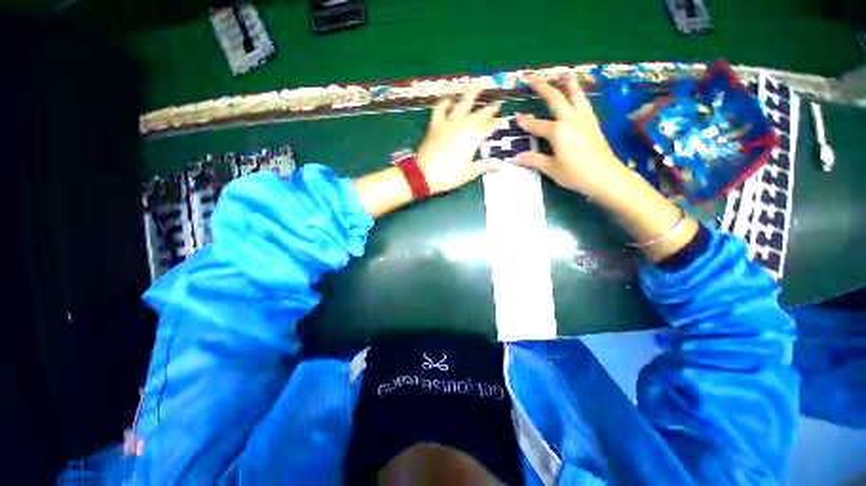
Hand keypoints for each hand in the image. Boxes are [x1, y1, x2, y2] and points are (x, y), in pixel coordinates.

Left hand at [416, 86, 504, 194]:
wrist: (423, 175)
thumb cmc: (448, 175)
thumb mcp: (469, 173)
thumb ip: (485, 166)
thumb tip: (502, 164)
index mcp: (473, 137)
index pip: (489, 127)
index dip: (497, 124)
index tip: (503, 121)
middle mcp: (463, 125)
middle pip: (479, 113)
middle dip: (490, 108)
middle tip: (498, 101)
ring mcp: (448, 122)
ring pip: (462, 103)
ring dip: (471, 92)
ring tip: (479, 82)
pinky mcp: (435, 124)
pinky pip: (440, 109)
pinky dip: (444, 102)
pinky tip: (449, 98)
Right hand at [513, 77, 628, 202]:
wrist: (605, 176)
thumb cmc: (575, 174)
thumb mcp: (551, 169)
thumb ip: (533, 160)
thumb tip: (513, 158)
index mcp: (558, 131)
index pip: (536, 124)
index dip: (525, 121)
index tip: (515, 116)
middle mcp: (571, 119)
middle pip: (555, 97)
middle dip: (541, 86)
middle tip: (530, 78)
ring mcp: (584, 118)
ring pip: (575, 93)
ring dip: (565, 83)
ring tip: (558, 76)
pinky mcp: (593, 122)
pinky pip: (583, 101)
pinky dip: (577, 93)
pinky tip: (575, 94)